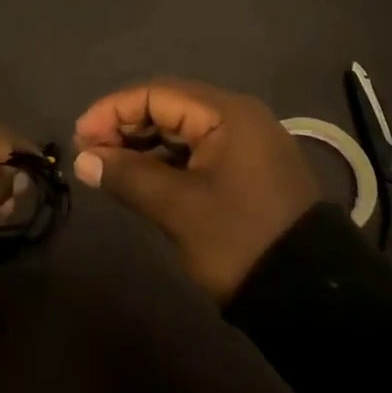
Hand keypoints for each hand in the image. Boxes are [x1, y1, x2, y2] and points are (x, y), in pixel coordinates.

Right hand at [73, 79, 319, 300]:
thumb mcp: (178, 208)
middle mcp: (238, 118)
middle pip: (168, 107)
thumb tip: (83, 159)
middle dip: (124, 127)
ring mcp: (245, 145)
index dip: (112, 111)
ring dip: (142, 145)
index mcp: (227, 114)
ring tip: (108, 167)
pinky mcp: (246, 171)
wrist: (312, 298)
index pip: (156, 94)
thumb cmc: (240, 240)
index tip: (79, 138)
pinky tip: (140, 179)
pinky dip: (164, 162)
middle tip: (89, 154)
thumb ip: (127, 176)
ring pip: (180, 131)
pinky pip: (196, 152)